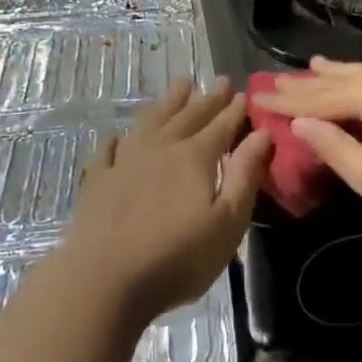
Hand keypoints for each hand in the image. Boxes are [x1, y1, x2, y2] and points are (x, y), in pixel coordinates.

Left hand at [66, 78, 273, 323]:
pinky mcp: (98, 182)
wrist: (104, 280)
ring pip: (150, 122)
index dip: (234, 110)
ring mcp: (125, 162)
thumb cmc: (177, 257)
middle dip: (207, 98)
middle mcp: (161, 149)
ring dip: (168, 103)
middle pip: (188, 116)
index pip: (221, 126)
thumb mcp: (228, 221)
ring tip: (180, 84)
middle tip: (219, 80)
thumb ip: (246, 174)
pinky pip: (109, 150)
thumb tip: (262, 134)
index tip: (244, 92)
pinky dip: (117, 140)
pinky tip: (118, 137)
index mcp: (195, 157)